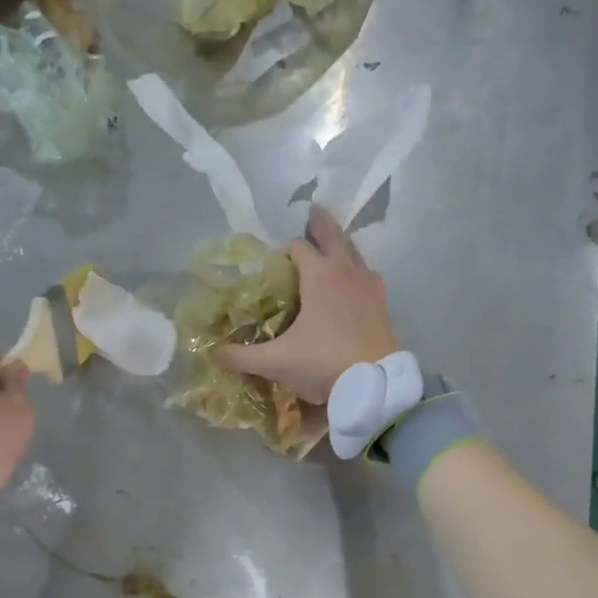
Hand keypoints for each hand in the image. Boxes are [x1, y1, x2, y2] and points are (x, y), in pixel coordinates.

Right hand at [215, 207, 398, 402]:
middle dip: (320, 225)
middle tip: (313, 212)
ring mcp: (369, 286)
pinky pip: (368, 277)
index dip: (284, 250)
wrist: (374, 385)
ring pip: (354, 254)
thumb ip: (241, 356)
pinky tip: (354, 284)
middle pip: (333, 236)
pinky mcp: (383, 304)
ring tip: (333, 247)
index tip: (275, 260)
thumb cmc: (322, 364)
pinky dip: (357, 272)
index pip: (298, 248)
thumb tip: (213, 354)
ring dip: (341, 247)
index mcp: (319, 276)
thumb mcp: (275, 362)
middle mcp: (346, 272)